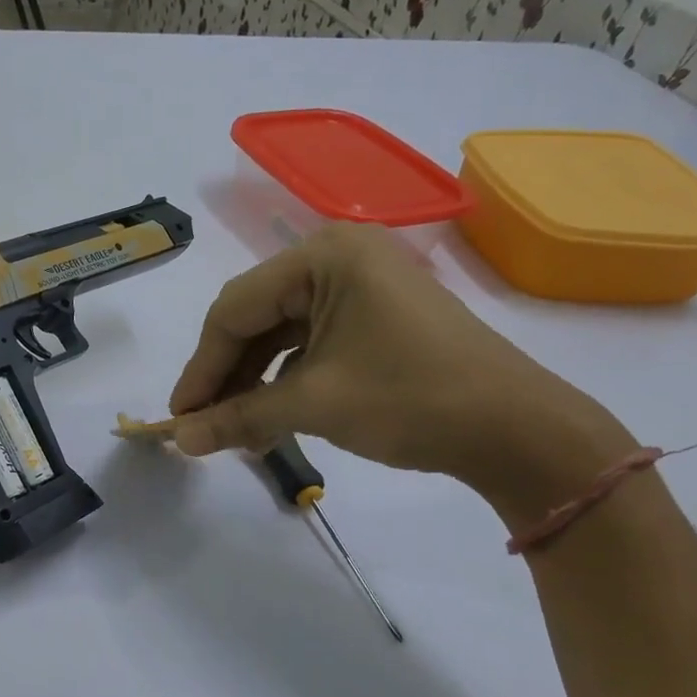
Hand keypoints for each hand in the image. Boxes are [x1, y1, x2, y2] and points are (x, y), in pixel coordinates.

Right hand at [168, 224, 629, 507]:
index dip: (201, 367)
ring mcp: (362, 284)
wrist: (517, 429)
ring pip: (282, 332)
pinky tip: (273, 415)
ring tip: (234, 430)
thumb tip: (179, 441)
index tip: (179, 416)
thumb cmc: (411, 400)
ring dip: (254, 382)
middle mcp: (340, 256)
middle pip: (256, 317)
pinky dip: (286, 379)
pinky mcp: (377, 314)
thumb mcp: (314, 406)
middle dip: (226, 375)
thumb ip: (237, 417)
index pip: (235, 309)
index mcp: (325, 256)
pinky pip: (312, 342)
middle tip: (202, 425)